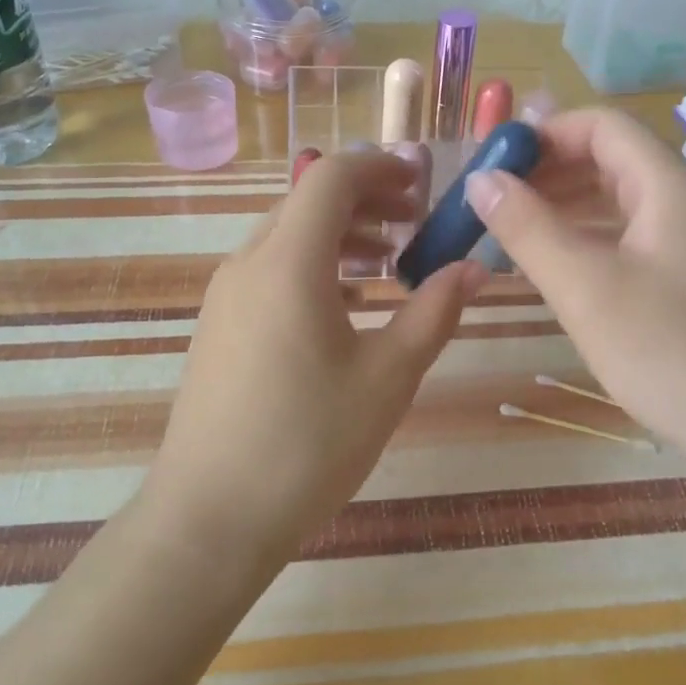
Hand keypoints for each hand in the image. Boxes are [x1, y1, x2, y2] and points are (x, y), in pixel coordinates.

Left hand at [142, 150, 484, 576]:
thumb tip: (475, 268)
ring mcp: (225, 295)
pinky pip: (270, 270)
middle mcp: (248, 263)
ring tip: (388, 262)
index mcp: (288, 262)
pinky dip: (313, 265)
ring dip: (340, 234)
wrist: (210, 517)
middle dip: (366, 199)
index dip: (381, 167)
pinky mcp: (218, 326)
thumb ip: (434, 312)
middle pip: (307, 201)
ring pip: (287, 235)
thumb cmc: (308, 444)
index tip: (424, 183)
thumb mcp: (387, 378)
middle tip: (417, 223)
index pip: (332, 177)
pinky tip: (345, 305)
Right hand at [463, 108, 685, 472]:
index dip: (544, 133)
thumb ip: (527, 228)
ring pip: (621, 200)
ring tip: (514, 231)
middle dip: (549, 170)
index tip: (494, 163)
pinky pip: (633, 235)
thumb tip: (480, 179)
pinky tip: (559, 265)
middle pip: (611, 158)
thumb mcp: (584, 286)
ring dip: (566, 205)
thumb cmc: (668, 350)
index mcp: (669, 185)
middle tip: (495, 200)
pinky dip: (590, 237)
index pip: (601, 125)